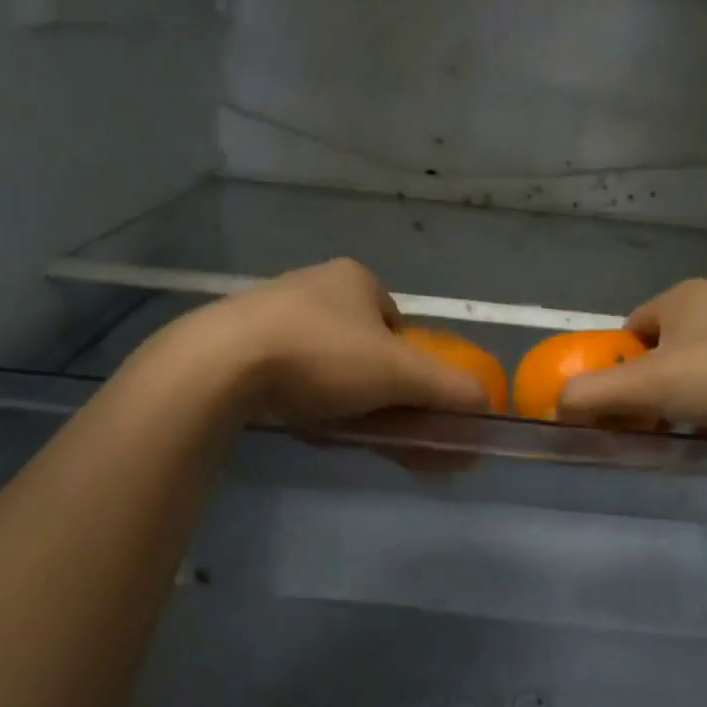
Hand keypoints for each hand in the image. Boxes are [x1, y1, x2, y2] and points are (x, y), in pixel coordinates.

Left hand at [165, 259, 491, 424]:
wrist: (219, 365)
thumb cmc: (321, 356)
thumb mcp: (399, 374)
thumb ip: (449, 388)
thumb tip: (487, 404)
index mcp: (354, 279)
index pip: (396, 323)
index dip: (407, 363)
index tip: (402, 397)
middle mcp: (312, 285)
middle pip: (361, 344)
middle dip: (374, 385)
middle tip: (376, 422)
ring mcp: (269, 311)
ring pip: (323, 360)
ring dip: (339, 394)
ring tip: (338, 427)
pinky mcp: (236, 341)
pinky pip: (285, 371)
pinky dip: (301, 396)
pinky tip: (299, 420)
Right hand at [557, 279, 706, 442]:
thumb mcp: (651, 384)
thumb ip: (595, 392)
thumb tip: (556, 403)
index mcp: (683, 298)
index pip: (628, 331)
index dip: (615, 368)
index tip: (617, 404)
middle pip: (660, 354)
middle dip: (648, 392)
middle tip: (645, 426)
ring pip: (696, 371)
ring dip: (680, 403)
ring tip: (680, 434)